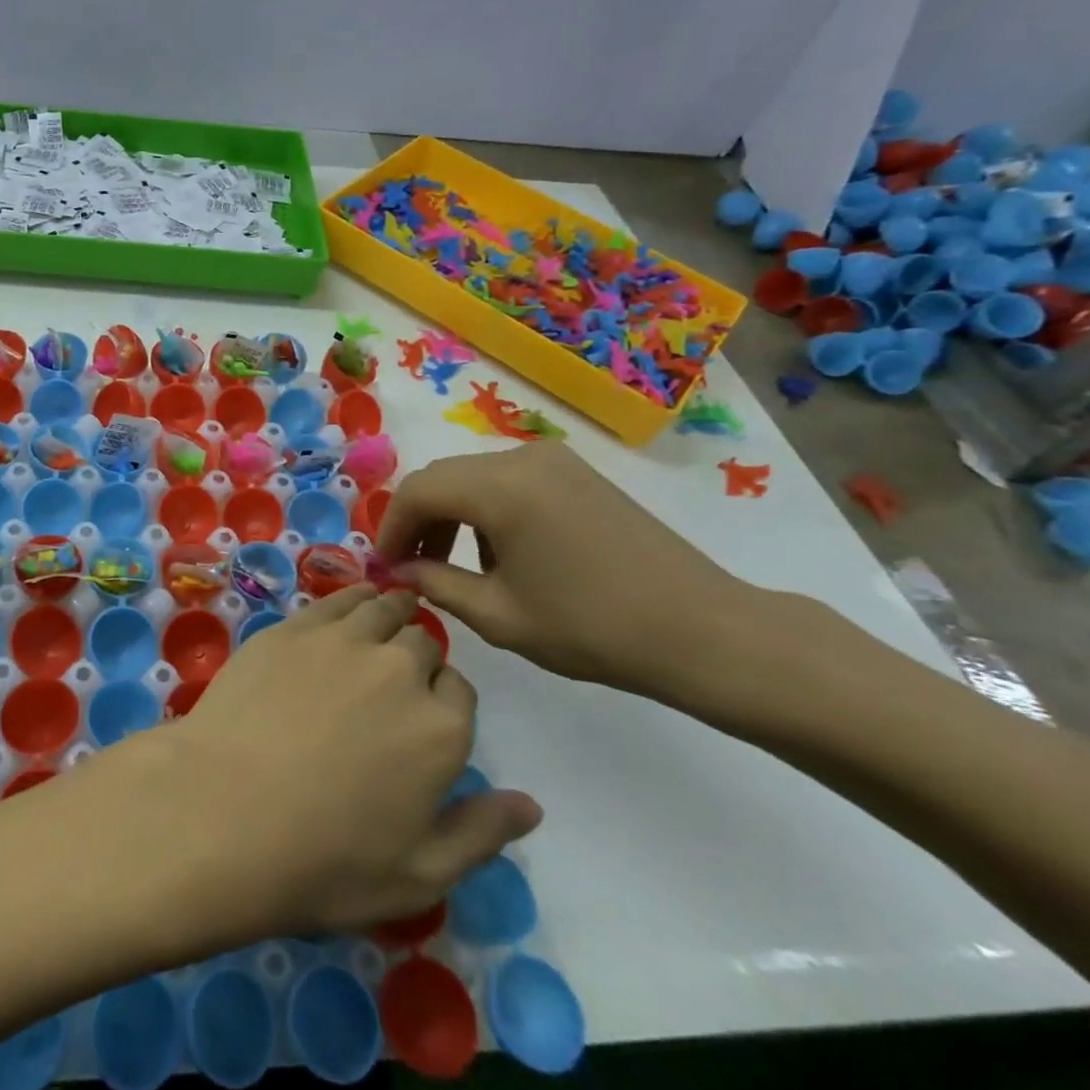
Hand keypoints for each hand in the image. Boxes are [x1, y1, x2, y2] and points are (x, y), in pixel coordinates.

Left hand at [151, 584, 540, 939]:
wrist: (224, 812)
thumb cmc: (325, 860)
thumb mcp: (419, 874)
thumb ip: (481, 833)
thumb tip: (531, 805)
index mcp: (441, 728)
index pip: (460, 691)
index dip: (444, 700)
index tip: (423, 715)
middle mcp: (400, 669)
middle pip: (423, 644)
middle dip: (416, 658)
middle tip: (393, 680)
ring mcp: (342, 640)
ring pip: (382, 609)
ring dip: (390, 614)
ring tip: (381, 623)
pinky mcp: (293, 627)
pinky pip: (337, 598)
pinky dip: (351, 598)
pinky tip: (347, 606)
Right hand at [376, 443, 761, 700]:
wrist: (703, 631)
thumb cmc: (593, 628)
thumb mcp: (498, 615)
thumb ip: (435, 584)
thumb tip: (399, 570)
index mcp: (499, 489)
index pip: (416, 492)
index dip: (390, 528)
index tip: (385, 567)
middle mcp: (521, 459)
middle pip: (442, 478)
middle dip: (417, 520)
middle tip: (411, 567)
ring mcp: (554, 461)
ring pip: (473, 477)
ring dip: (450, 514)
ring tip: (452, 565)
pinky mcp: (576, 473)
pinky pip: (508, 480)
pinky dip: (485, 509)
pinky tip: (499, 553)